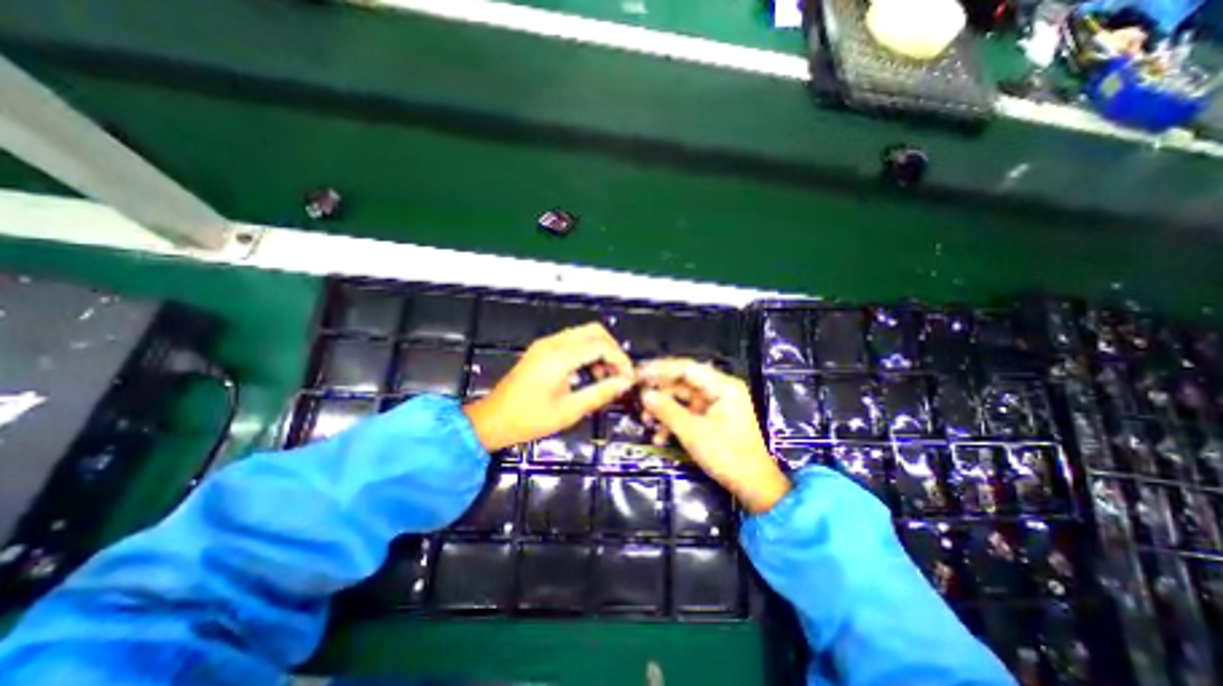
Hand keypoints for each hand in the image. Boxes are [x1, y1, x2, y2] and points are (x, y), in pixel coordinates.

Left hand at [458, 325, 629, 453]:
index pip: (601, 345)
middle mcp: (553, 344)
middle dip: (612, 349)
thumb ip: (600, 393)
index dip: (620, 359)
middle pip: (594, 331)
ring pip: (584, 333)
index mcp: (559, 358)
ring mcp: (546, 344)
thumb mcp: (569, 411)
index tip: (628, 377)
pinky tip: (588, 372)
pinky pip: (572, 341)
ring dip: (600, 350)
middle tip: (619, 373)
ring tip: (605, 375)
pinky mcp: (542, 349)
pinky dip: (586, 351)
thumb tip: (624, 383)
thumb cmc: (528, 419)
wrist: (493, 420)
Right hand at [635, 358, 787, 513]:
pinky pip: (688, 412)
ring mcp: (715, 404)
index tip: (638, 372)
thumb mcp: (693, 432)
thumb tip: (644, 394)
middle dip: (660, 393)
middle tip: (637, 395)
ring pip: (682, 398)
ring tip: (646, 422)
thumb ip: (667, 410)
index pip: (686, 368)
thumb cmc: (727, 455)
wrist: (753, 485)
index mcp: (722, 386)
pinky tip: (660, 436)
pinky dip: (674, 421)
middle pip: (683, 382)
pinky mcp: (712, 418)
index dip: (660, 369)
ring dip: (664, 410)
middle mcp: (719, 389)